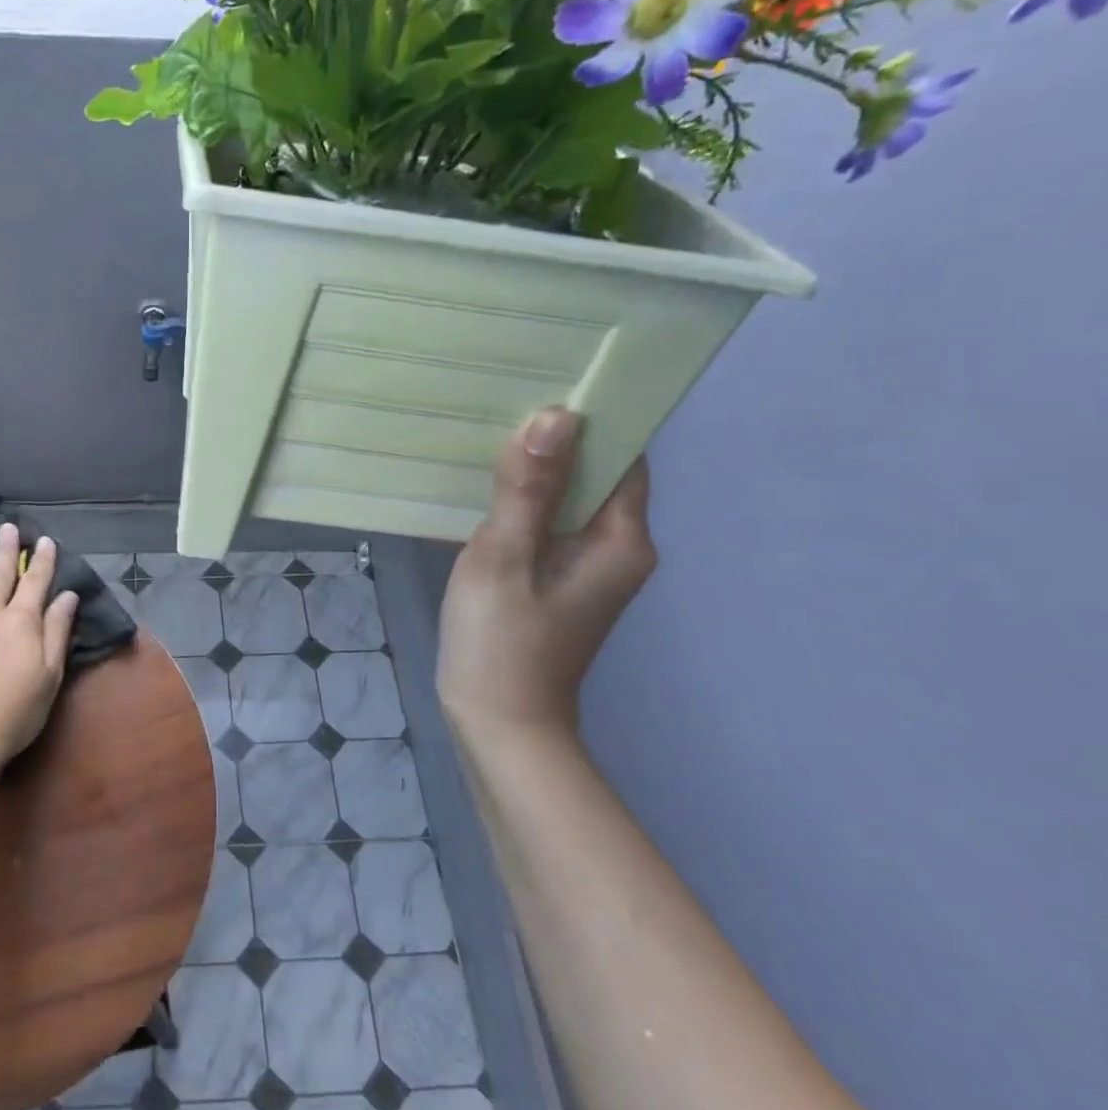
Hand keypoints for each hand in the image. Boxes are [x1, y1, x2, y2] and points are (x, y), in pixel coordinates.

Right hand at [437, 407, 657, 744]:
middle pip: (596, 476)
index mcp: (620, 540)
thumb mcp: (504, 558)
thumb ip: (528, 490)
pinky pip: (550, 526)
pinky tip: (485, 491)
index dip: (593, 420)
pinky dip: (525, 504)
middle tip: (503, 402)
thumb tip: (555, 417)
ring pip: (569, 501)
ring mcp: (589, 569)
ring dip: (536, 472)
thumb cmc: (501, 642)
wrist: (499, 724)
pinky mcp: (560, 582)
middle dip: (556, 441)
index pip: (623, 457)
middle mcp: (618, 549)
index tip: (546, 384)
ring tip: (489, 436)